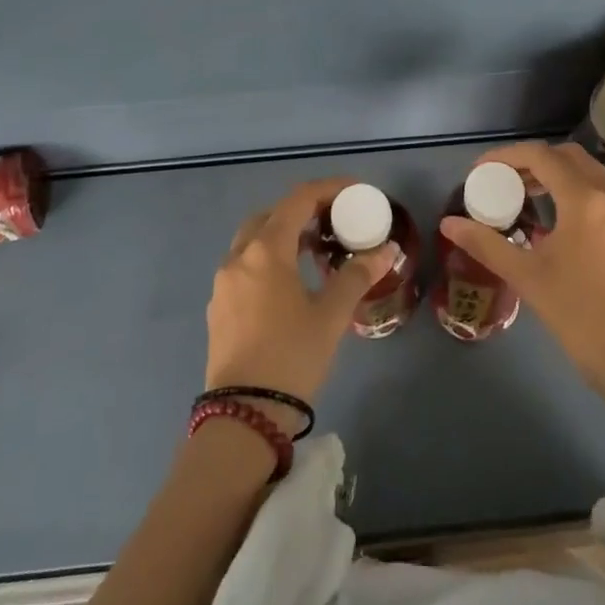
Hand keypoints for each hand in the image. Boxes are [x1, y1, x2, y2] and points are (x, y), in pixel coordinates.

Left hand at [205, 178, 397, 429]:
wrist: (243, 415)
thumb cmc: (292, 356)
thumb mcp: (331, 316)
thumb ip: (356, 276)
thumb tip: (386, 250)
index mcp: (265, 251)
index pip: (298, 200)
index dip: (328, 189)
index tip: (355, 191)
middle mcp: (238, 257)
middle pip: (271, 215)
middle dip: (303, 211)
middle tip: (334, 221)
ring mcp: (223, 283)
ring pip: (253, 240)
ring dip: (283, 234)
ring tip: (316, 251)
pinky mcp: (219, 307)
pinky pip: (245, 265)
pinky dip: (268, 258)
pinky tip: (290, 283)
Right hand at [439, 141, 604, 391]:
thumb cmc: (578, 314)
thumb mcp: (526, 276)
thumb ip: (486, 244)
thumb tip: (449, 224)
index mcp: (585, 200)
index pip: (541, 156)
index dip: (506, 156)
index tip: (482, 170)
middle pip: (570, 158)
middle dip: (535, 162)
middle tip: (507, 181)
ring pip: (591, 177)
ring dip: (559, 179)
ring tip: (530, 202)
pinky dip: (580, 198)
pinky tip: (562, 231)